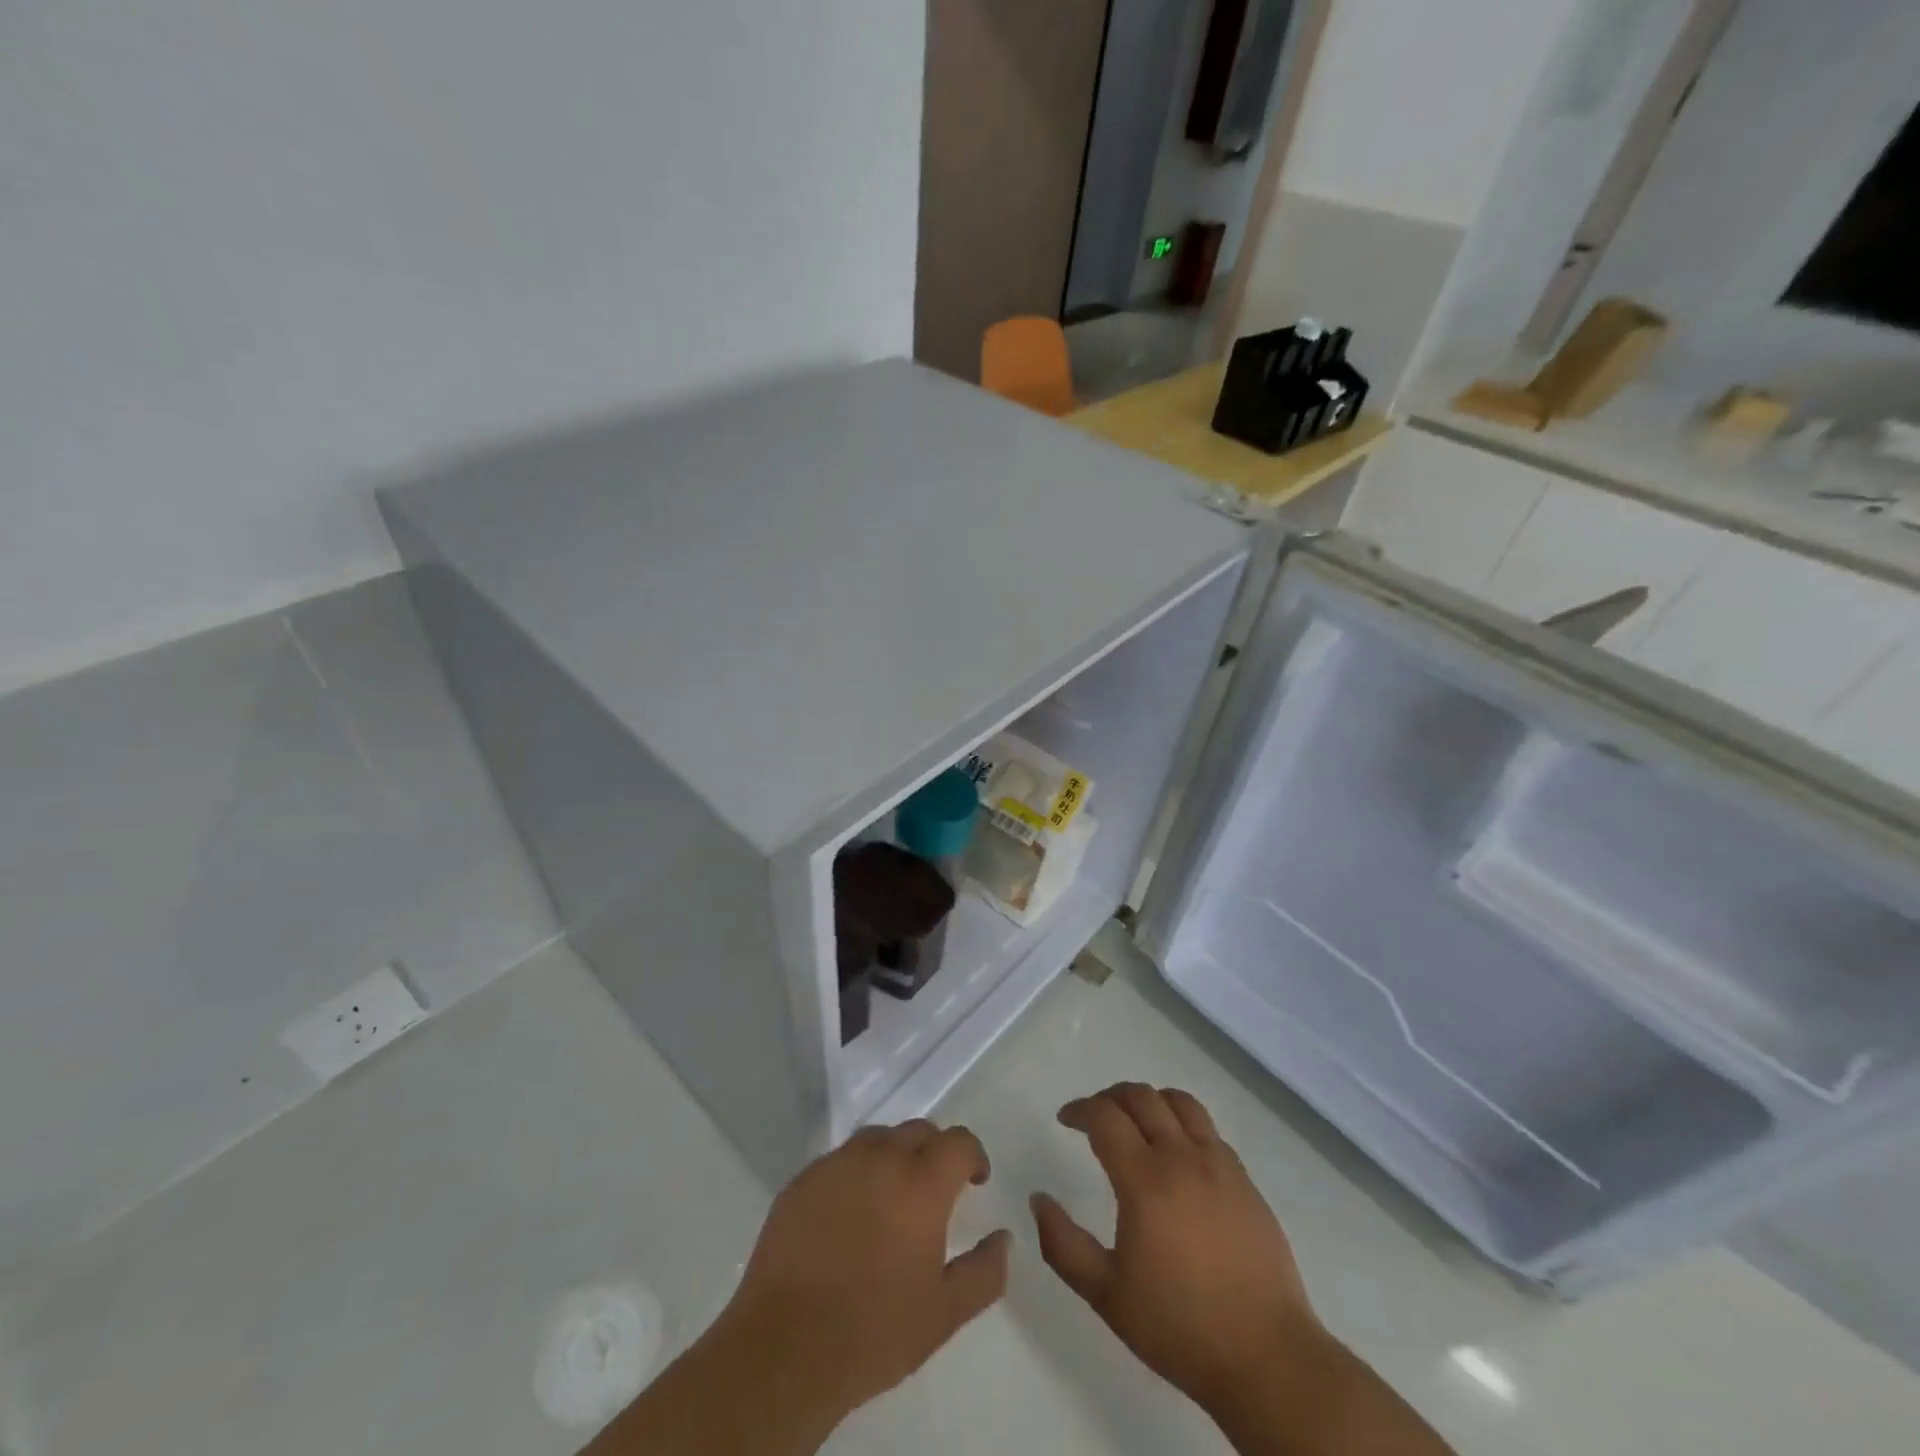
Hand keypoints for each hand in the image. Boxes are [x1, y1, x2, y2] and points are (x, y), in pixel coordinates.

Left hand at [714, 1121, 1011, 1431]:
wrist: (783, 1349)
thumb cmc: (873, 1332)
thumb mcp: (944, 1314)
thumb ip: (984, 1272)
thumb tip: (1004, 1238)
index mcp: (920, 1183)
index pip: (958, 1142)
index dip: (973, 1156)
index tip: (974, 1180)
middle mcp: (880, 1158)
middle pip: (918, 1131)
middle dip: (934, 1152)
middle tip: (934, 1191)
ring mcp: (836, 1164)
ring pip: (877, 1139)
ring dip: (894, 1156)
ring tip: (891, 1198)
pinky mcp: (802, 1179)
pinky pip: (840, 1160)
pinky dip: (856, 1173)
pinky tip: (849, 1214)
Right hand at [1030, 1083, 1321, 1414]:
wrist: (1266, 1357)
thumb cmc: (1179, 1327)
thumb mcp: (1106, 1295)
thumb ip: (1063, 1244)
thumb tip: (1038, 1199)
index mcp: (1145, 1180)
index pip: (1105, 1116)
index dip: (1080, 1109)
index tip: (1066, 1119)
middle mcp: (1181, 1158)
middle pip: (1141, 1097)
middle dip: (1110, 1097)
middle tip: (1094, 1116)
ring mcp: (1218, 1164)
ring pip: (1179, 1102)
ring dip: (1149, 1099)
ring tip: (1135, 1119)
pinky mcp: (1244, 1179)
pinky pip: (1208, 1128)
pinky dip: (1182, 1121)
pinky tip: (1177, 1150)